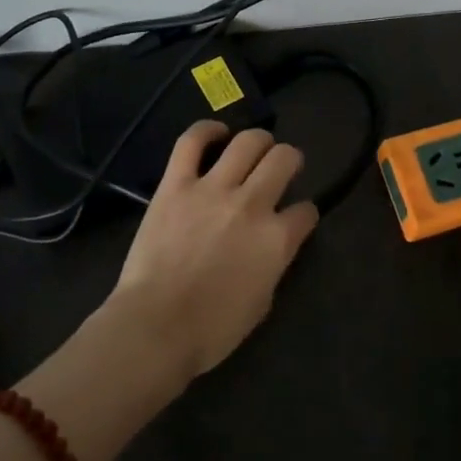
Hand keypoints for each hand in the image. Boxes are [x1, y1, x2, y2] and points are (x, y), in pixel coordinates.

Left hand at [106, 121, 319, 381]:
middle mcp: (253, 204)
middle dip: (290, 160)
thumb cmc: (211, 329)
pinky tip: (216, 133)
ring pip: (248, 142)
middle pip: (284, 159)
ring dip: (259, 141)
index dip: (304, 213)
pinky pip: (192, 142)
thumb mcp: (262, 302)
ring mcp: (213, 189)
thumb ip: (273, 264)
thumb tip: (272, 247)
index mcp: (277, 239)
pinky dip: (207, 131)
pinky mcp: (176, 184)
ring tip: (255, 148)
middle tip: (281, 167)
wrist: (155, 327)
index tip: (296, 218)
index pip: (306, 211)